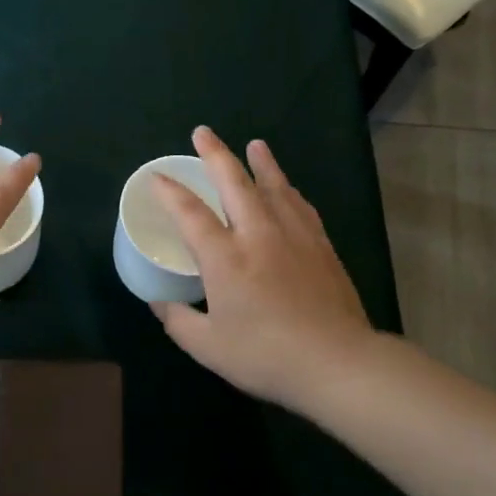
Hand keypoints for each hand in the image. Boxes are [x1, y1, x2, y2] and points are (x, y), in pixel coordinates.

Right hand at [150, 126, 377, 410]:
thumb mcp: (208, 346)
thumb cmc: (266, 356)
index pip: (190, 213)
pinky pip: (301, 206)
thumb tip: (160, 303)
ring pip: (274, 187)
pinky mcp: (321, 246)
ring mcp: (294, 237)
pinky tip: (288, 188)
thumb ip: (178, 321)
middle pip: (234, 182)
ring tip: (255, 144)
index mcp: (224, 257)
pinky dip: (289, 190)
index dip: (170, 191)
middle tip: (202, 133)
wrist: (338, 363)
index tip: (157, 176)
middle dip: (215, 154)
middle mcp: (257, 235)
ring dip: (261, 162)